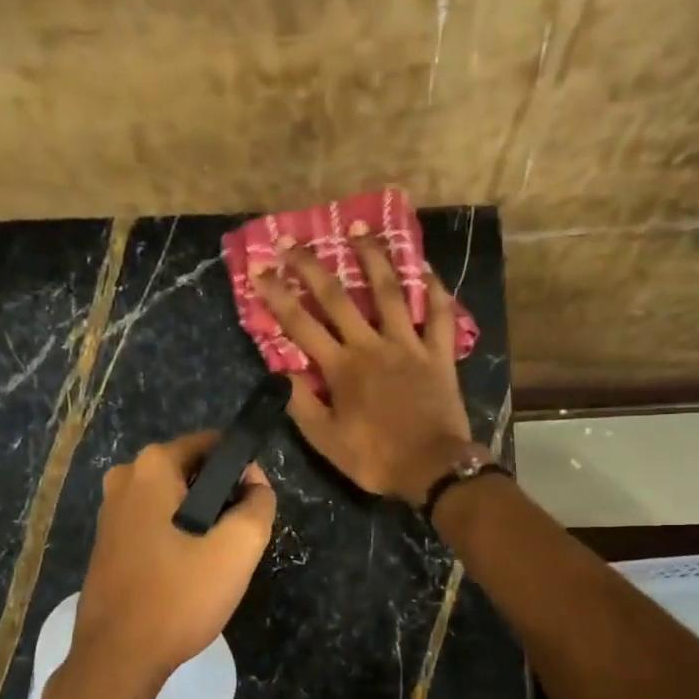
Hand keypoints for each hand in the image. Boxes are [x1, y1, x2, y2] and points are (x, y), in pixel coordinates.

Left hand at [71, 433, 276, 683]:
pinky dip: (176, 539)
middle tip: (236, 544)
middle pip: (193, 473)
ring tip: (214, 564)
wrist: (117, 658)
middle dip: (221, 500)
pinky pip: (155, 524)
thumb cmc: (177, 598)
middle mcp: (124, 478)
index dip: (244, 471)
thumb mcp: (236, 550)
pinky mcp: (107, 542)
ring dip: (200, 523)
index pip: (214, 445)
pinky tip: (186, 575)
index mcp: (151, 467)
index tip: (254, 509)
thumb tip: (256, 483)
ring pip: (175, 502)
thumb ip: (258, 505)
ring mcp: (110, 511)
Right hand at [255, 235, 473, 505]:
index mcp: (341, 368)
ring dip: (373, 258)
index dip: (277, 296)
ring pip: (390, 292)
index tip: (259, 270)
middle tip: (294, 241)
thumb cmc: (376, 458)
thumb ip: (301, 404)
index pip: (300, 325)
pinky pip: (440, 315)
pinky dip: (435, 290)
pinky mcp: (439, 353)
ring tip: (360, 230)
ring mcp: (409, 345)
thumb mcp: (326, 441)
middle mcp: (372, 345)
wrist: (433, 469)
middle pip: (338, 298)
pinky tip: (427, 268)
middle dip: (312, 267)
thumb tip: (282, 371)